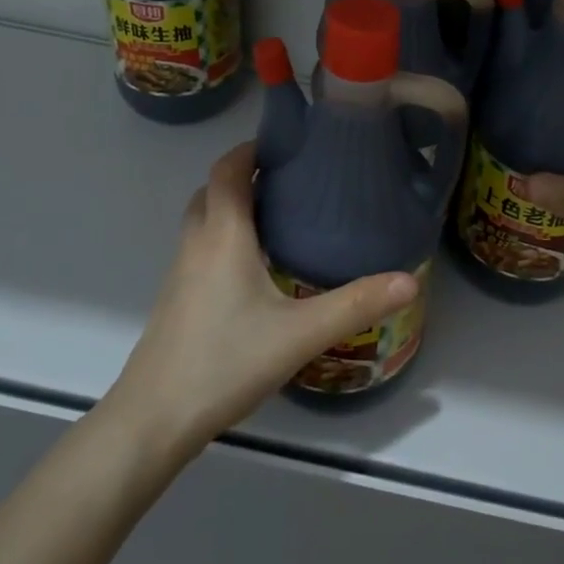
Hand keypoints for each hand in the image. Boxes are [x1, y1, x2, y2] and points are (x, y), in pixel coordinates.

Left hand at [106, 142, 417, 457]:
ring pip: (203, 221)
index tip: (287, 142)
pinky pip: (200, 249)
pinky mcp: (176, 300)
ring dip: (232, 207)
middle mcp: (196, 245)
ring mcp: (180, 274)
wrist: (153, 421)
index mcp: (223, 236)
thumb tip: (410, 280)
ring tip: (278, 217)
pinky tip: (255, 270)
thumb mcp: (300, 334)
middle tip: (289, 179)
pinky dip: (224, 238)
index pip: (228, 170)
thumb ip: (355, 305)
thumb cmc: (224, 363)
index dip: (251, 149)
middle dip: (244, 176)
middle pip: (212, 191)